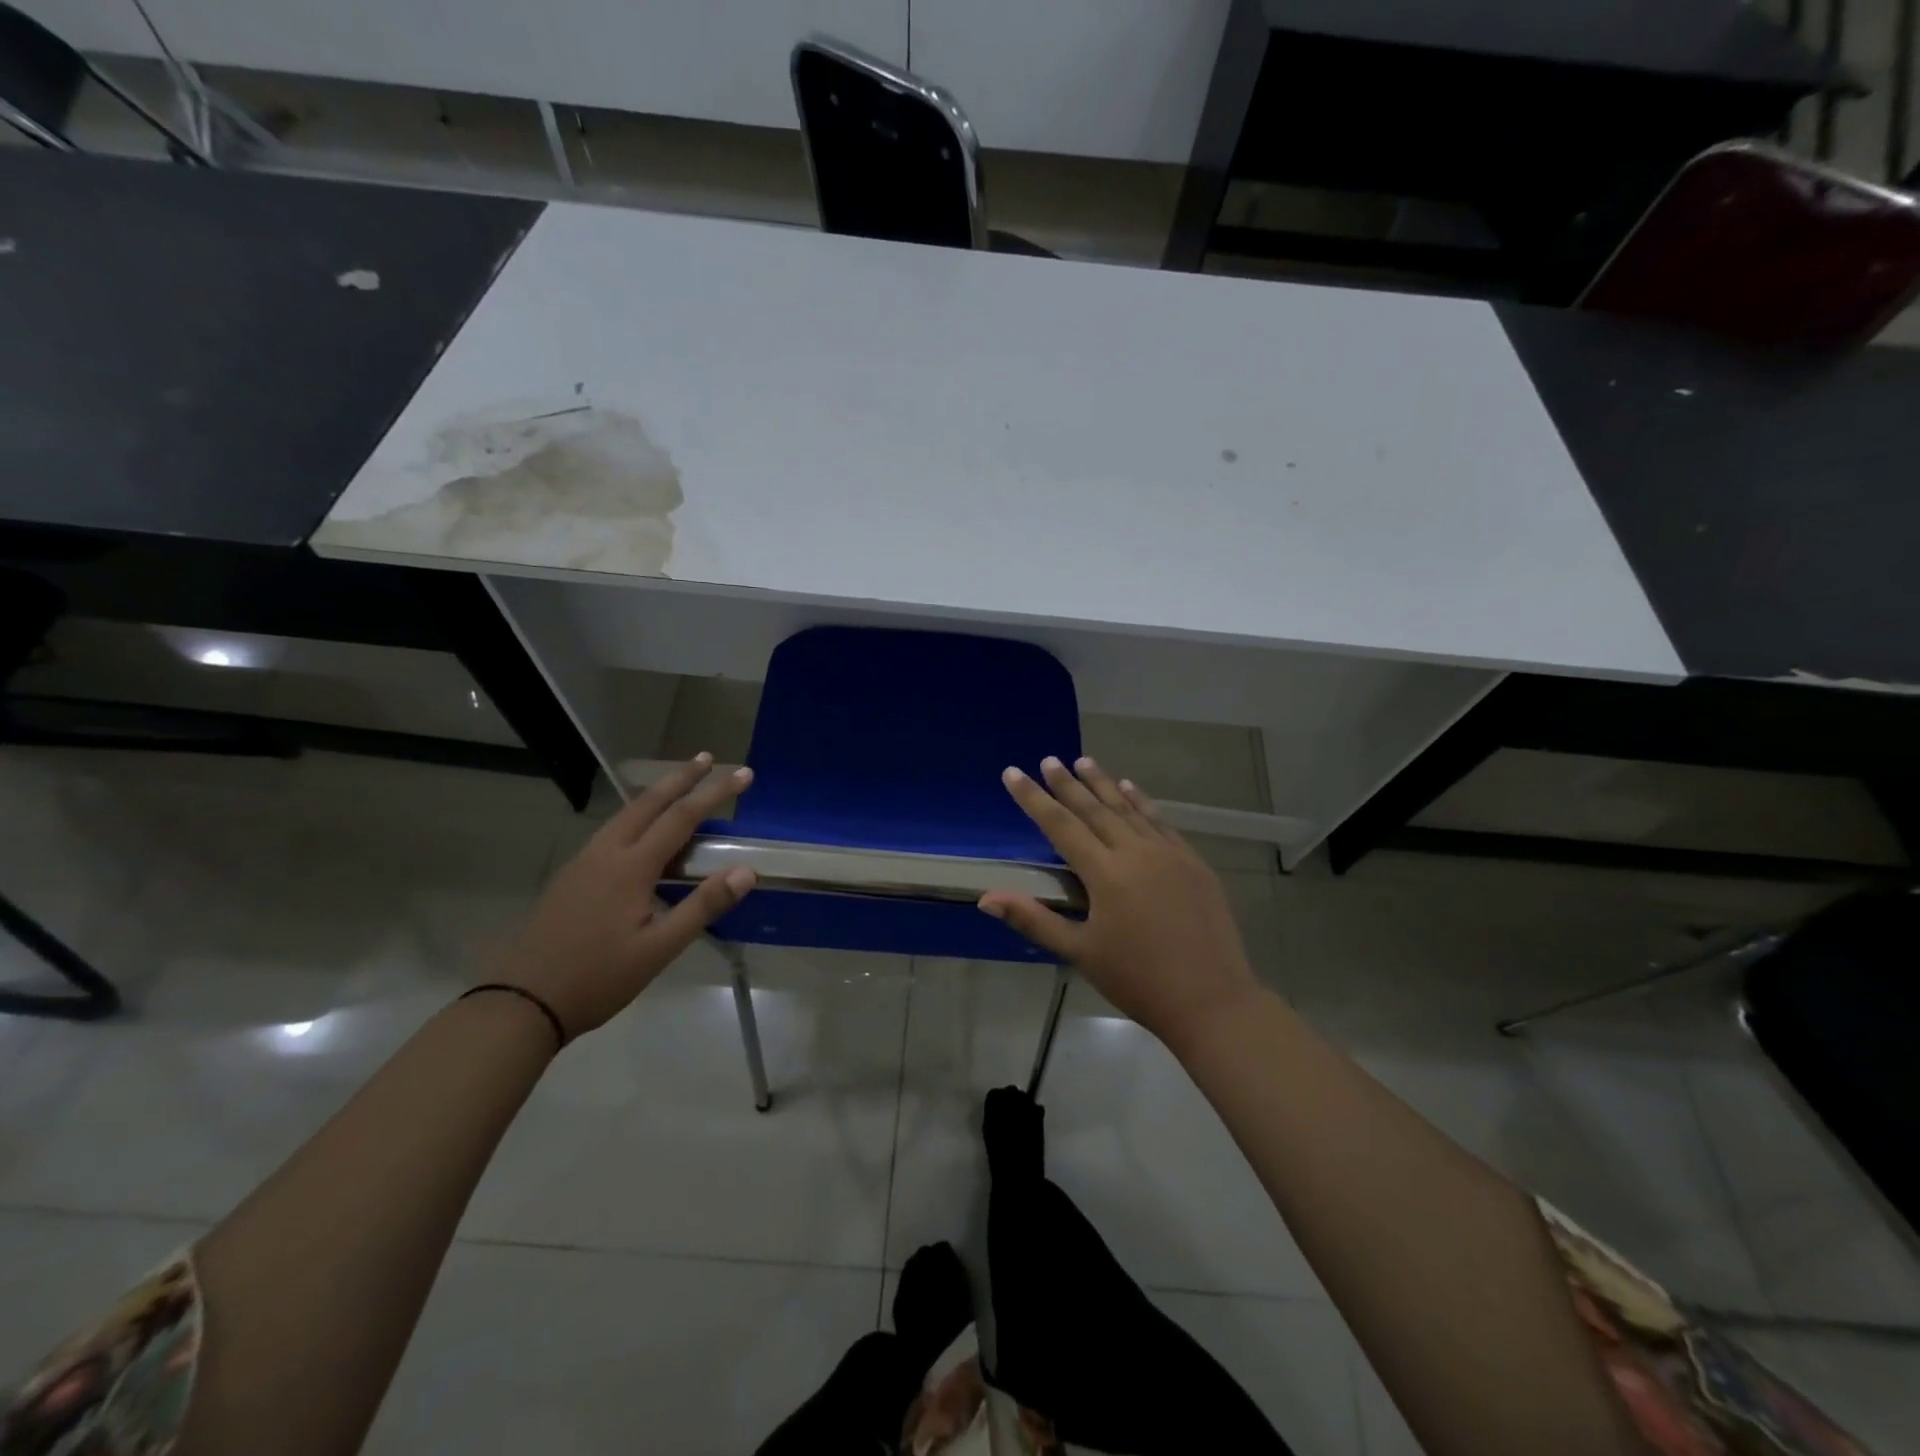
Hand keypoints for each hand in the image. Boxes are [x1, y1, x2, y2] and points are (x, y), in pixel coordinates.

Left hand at [497, 754, 755, 1040]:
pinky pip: (612, 831)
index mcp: (631, 867)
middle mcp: (606, 853)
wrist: (521, 1001)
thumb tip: (746, 870)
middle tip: (706, 757)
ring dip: (657, 794)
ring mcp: (583, 863)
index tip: (743, 774)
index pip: (682, 817)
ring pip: (626, 814)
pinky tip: (641, 831)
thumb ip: (703, 906)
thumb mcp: (659, 949)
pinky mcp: (571, 876)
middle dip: (680, 777)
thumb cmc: (598, 977)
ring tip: (679, 784)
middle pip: (648, 803)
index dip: (715, 793)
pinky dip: (638, 816)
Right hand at [980, 757, 1260, 1047]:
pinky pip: (1161, 822)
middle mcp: (1136, 852)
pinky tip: (1131, 788)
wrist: (1212, 1000)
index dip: (1033, 798)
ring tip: (1084, 761)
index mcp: (1105, 873)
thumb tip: (986, 898)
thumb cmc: (1138, 980)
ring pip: (1129, 809)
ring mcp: (1169, 854)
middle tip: (1049, 759)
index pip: (1060, 825)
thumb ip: (1034, 920)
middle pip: (1094, 809)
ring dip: (1104, 784)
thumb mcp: (1080, 953)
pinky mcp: (1193, 862)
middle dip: (1067, 784)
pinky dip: (1142, 802)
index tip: (1013, 772)